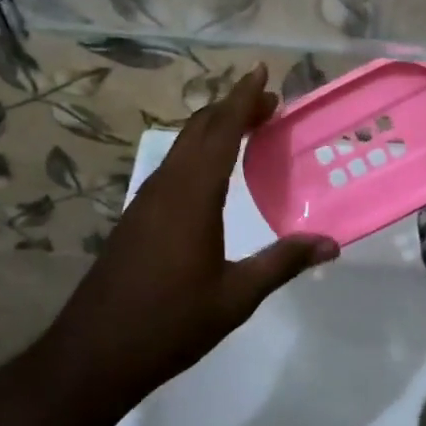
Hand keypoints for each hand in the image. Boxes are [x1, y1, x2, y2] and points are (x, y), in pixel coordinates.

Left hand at [51, 65, 337, 397]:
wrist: (94, 353)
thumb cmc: (170, 323)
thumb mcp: (236, 297)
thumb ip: (282, 263)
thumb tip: (331, 244)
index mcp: (192, 195)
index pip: (221, 130)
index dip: (243, 98)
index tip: (262, 71)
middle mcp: (166, 186)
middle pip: (199, 129)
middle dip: (233, 108)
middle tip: (268, 102)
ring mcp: (145, 200)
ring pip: (182, 146)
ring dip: (214, 129)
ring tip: (247, 128)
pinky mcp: (135, 217)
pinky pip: (171, 167)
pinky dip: (197, 152)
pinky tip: (211, 173)